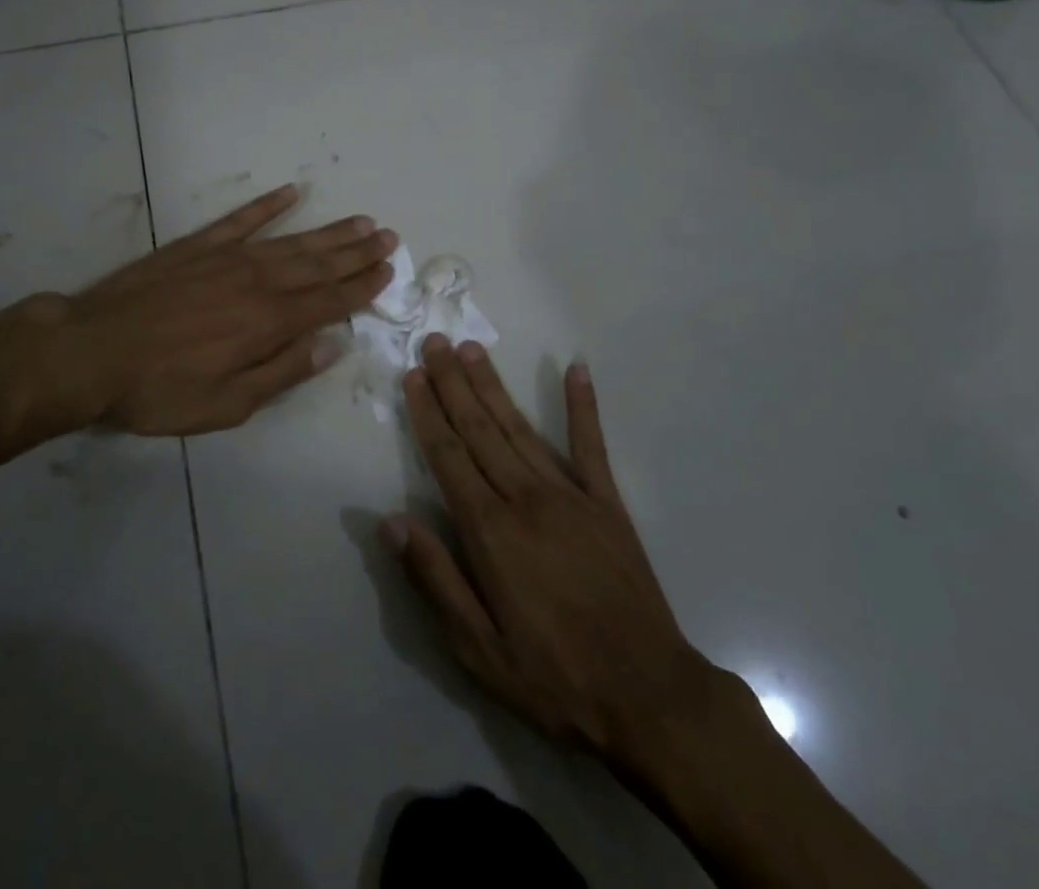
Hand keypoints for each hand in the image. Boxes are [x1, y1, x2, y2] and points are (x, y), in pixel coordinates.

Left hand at [0, 184, 395, 437]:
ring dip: (329, 231)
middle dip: (357, 252)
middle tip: (388, 236)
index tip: (388, 270)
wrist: (91, 351)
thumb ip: (283, 371)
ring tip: (359, 220)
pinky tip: (291, 192)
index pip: (329, 300)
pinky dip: (268, 205)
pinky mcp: (197, 245)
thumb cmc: (160, 389)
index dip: (362, 286)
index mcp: (269, 322)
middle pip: (319, 265)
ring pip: (291, 240)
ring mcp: (227, 257)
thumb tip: (334, 344)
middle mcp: (258, 282)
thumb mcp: (227, 404)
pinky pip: (241, 218)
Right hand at [383, 337, 717, 760]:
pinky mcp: (608, 503)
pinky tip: (577, 369)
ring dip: (494, 386)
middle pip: (480, 429)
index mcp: (491, 531)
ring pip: (521, 428)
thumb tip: (390, 520)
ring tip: (473, 349)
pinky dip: (583, 405)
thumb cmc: (552, 676)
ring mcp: (571, 495)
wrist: (648, 697)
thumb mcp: (477, 648)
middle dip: (453, 383)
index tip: (414, 375)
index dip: (428, 413)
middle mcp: (526, 498)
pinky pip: (592, 445)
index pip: (449, 457)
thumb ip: (434, 578)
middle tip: (435, 341)